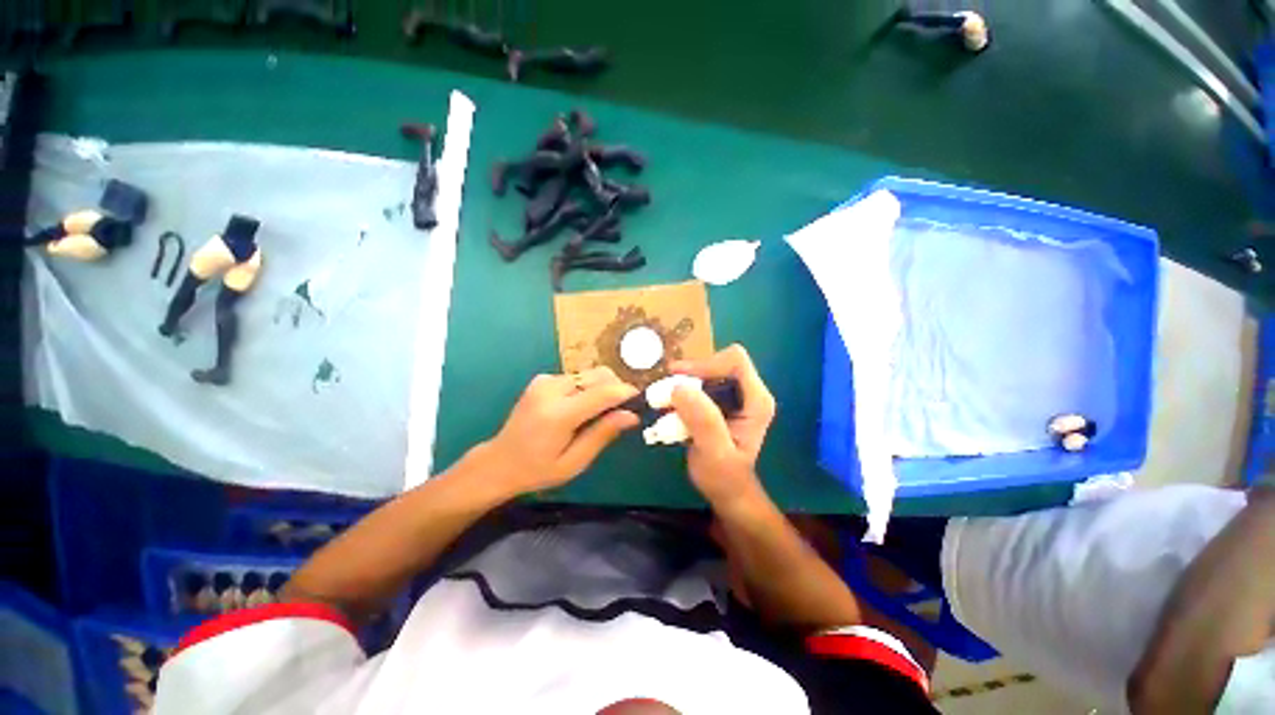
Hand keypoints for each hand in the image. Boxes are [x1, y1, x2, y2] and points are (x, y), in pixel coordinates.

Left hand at [483, 366, 639, 494]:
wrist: (499, 462)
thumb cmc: (538, 470)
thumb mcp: (574, 462)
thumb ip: (603, 434)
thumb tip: (632, 415)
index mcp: (558, 414)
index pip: (602, 392)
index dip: (626, 392)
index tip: (640, 401)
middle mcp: (551, 389)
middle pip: (598, 376)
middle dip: (616, 388)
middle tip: (621, 411)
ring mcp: (544, 381)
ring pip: (589, 374)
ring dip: (602, 388)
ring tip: (600, 412)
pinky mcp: (542, 379)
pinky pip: (577, 377)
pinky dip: (587, 388)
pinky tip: (581, 407)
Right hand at [669, 345, 775, 509]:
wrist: (726, 491)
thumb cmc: (724, 476)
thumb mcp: (714, 452)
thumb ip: (702, 421)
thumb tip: (680, 387)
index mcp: (756, 400)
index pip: (735, 361)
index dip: (706, 364)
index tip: (679, 380)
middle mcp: (748, 392)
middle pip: (719, 362)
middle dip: (690, 374)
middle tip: (665, 389)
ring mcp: (734, 396)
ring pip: (706, 372)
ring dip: (683, 383)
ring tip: (664, 400)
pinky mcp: (719, 401)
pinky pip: (699, 384)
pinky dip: (681, 391)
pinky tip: (669, 407)